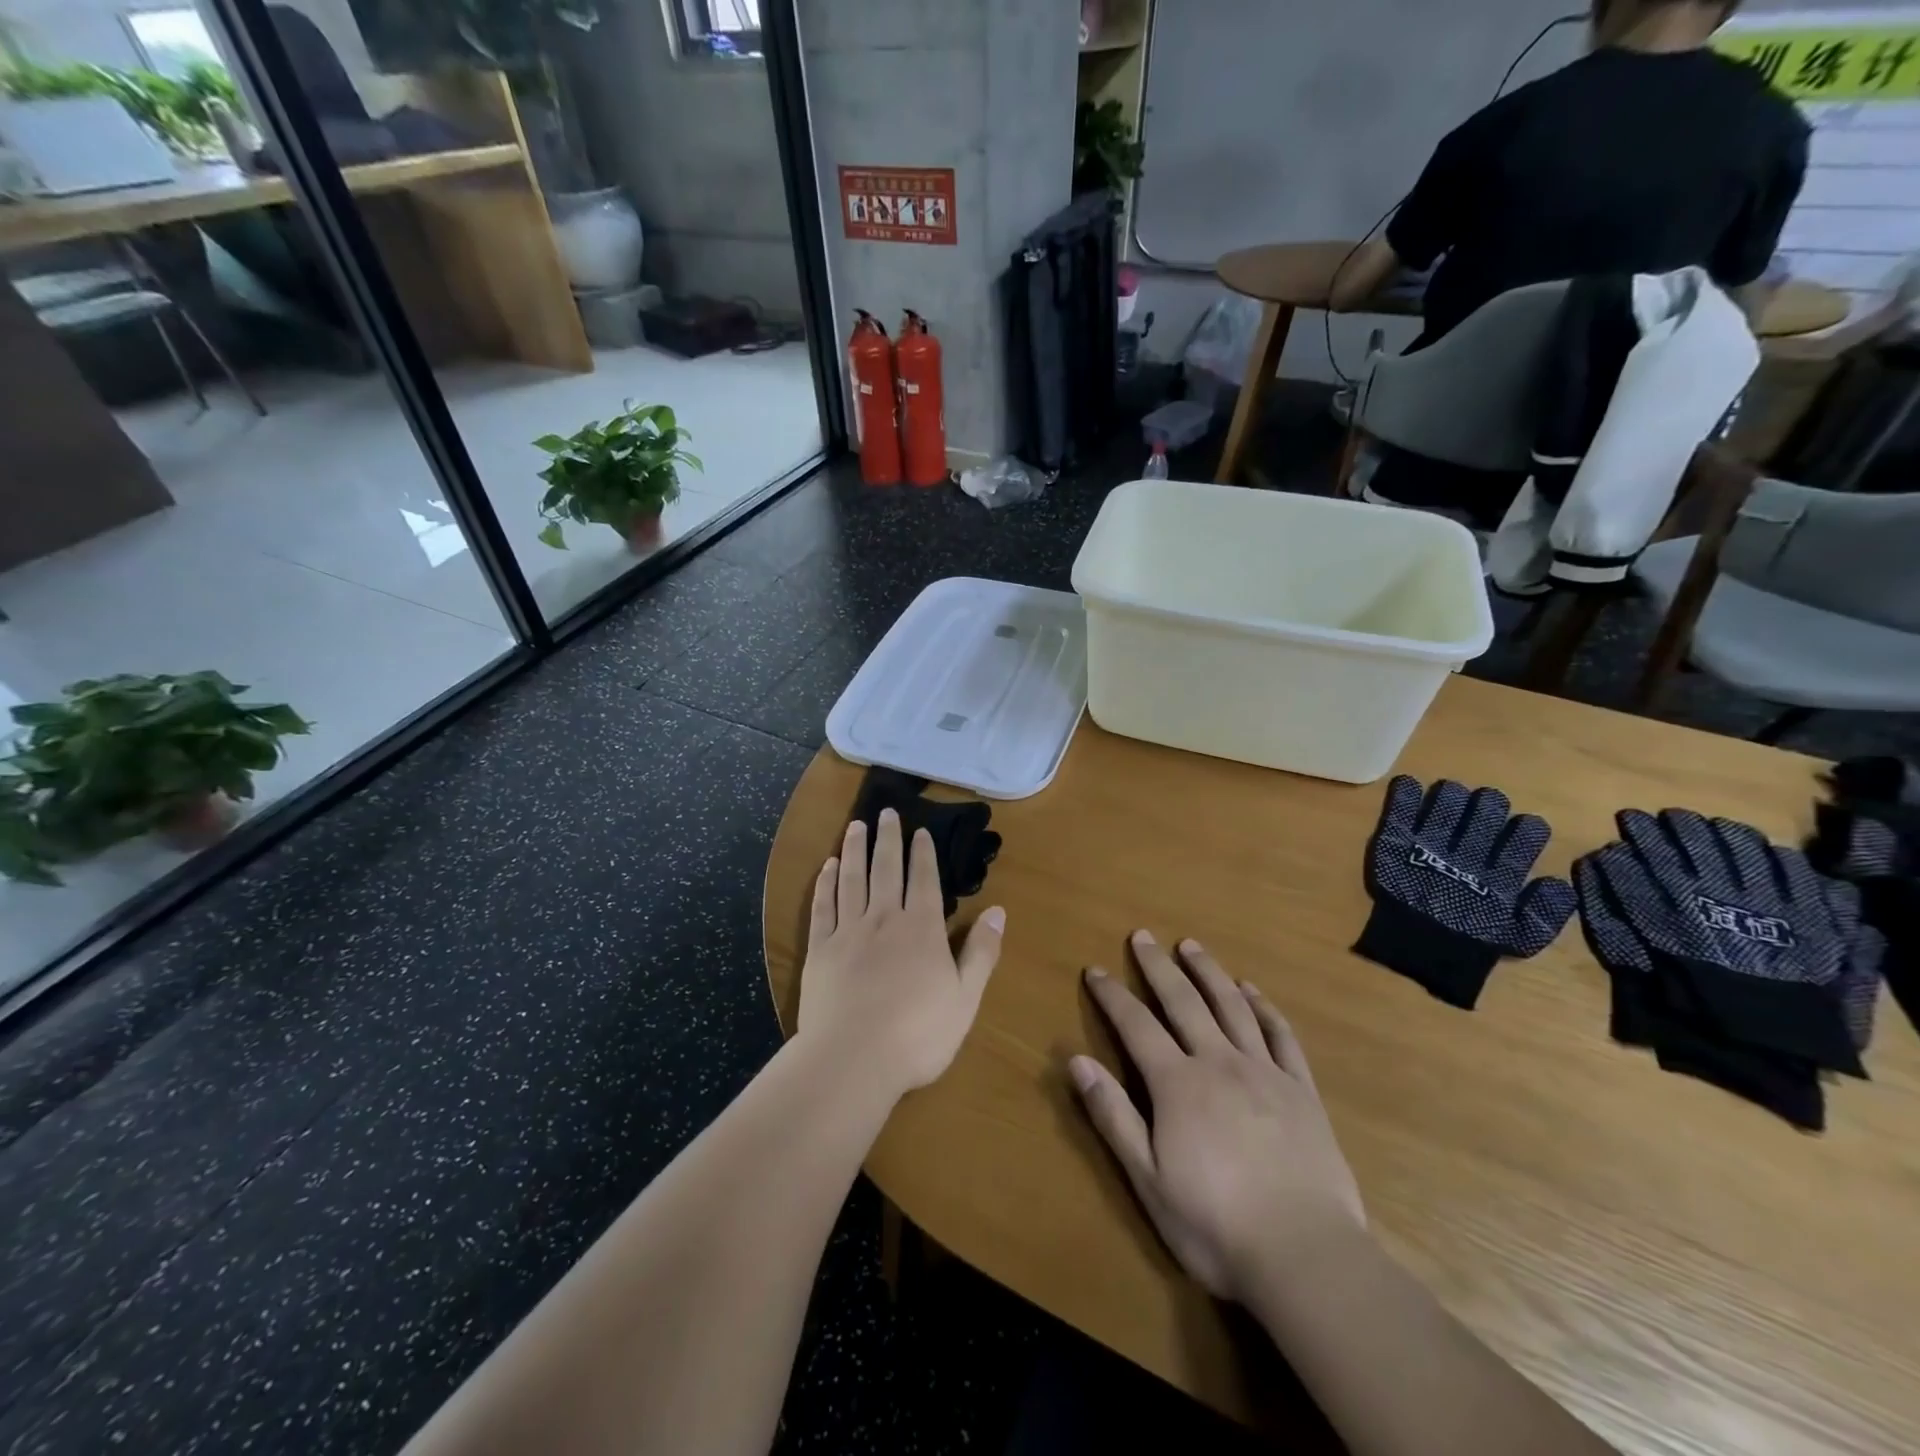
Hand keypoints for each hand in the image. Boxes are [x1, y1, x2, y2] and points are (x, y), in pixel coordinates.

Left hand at [797, 809, 1005, 1097]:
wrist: (853, 1059)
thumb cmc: (918, 1034)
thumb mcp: (965, 998)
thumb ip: (981, 952)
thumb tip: (997, 910)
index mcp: (921, 929)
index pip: (924, 879)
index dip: (923, 853)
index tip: (920, 830)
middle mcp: (884, 919)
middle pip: (886, 869)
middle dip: (888, 839)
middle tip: (886, 812)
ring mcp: (848, 932)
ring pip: (852, 879)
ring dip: (855, 849)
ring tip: (856, 825)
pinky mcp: (819, 950)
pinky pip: (822, 906)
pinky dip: (825, 883)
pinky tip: (828, 866)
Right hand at [1071, 932, 1364, 1303]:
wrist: (1307, 1257)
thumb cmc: (1215, 1225)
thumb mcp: (1148, 1179)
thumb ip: (1113, 1116)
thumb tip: (1076, 1061)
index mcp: (1178, 1083)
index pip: (1136, 1025)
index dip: (1112, 995)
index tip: (1096, 969)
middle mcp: (1219, 1062)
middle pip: (1184, 1001)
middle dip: (1158, 966)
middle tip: (1142, 936)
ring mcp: (1265, 1072)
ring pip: (1232, 1006)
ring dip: (1209, 972)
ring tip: (1192, 946)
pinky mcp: (1302, 1091)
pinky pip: (1281, 1036)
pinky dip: (1264, 1007)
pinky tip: (1253, 990)